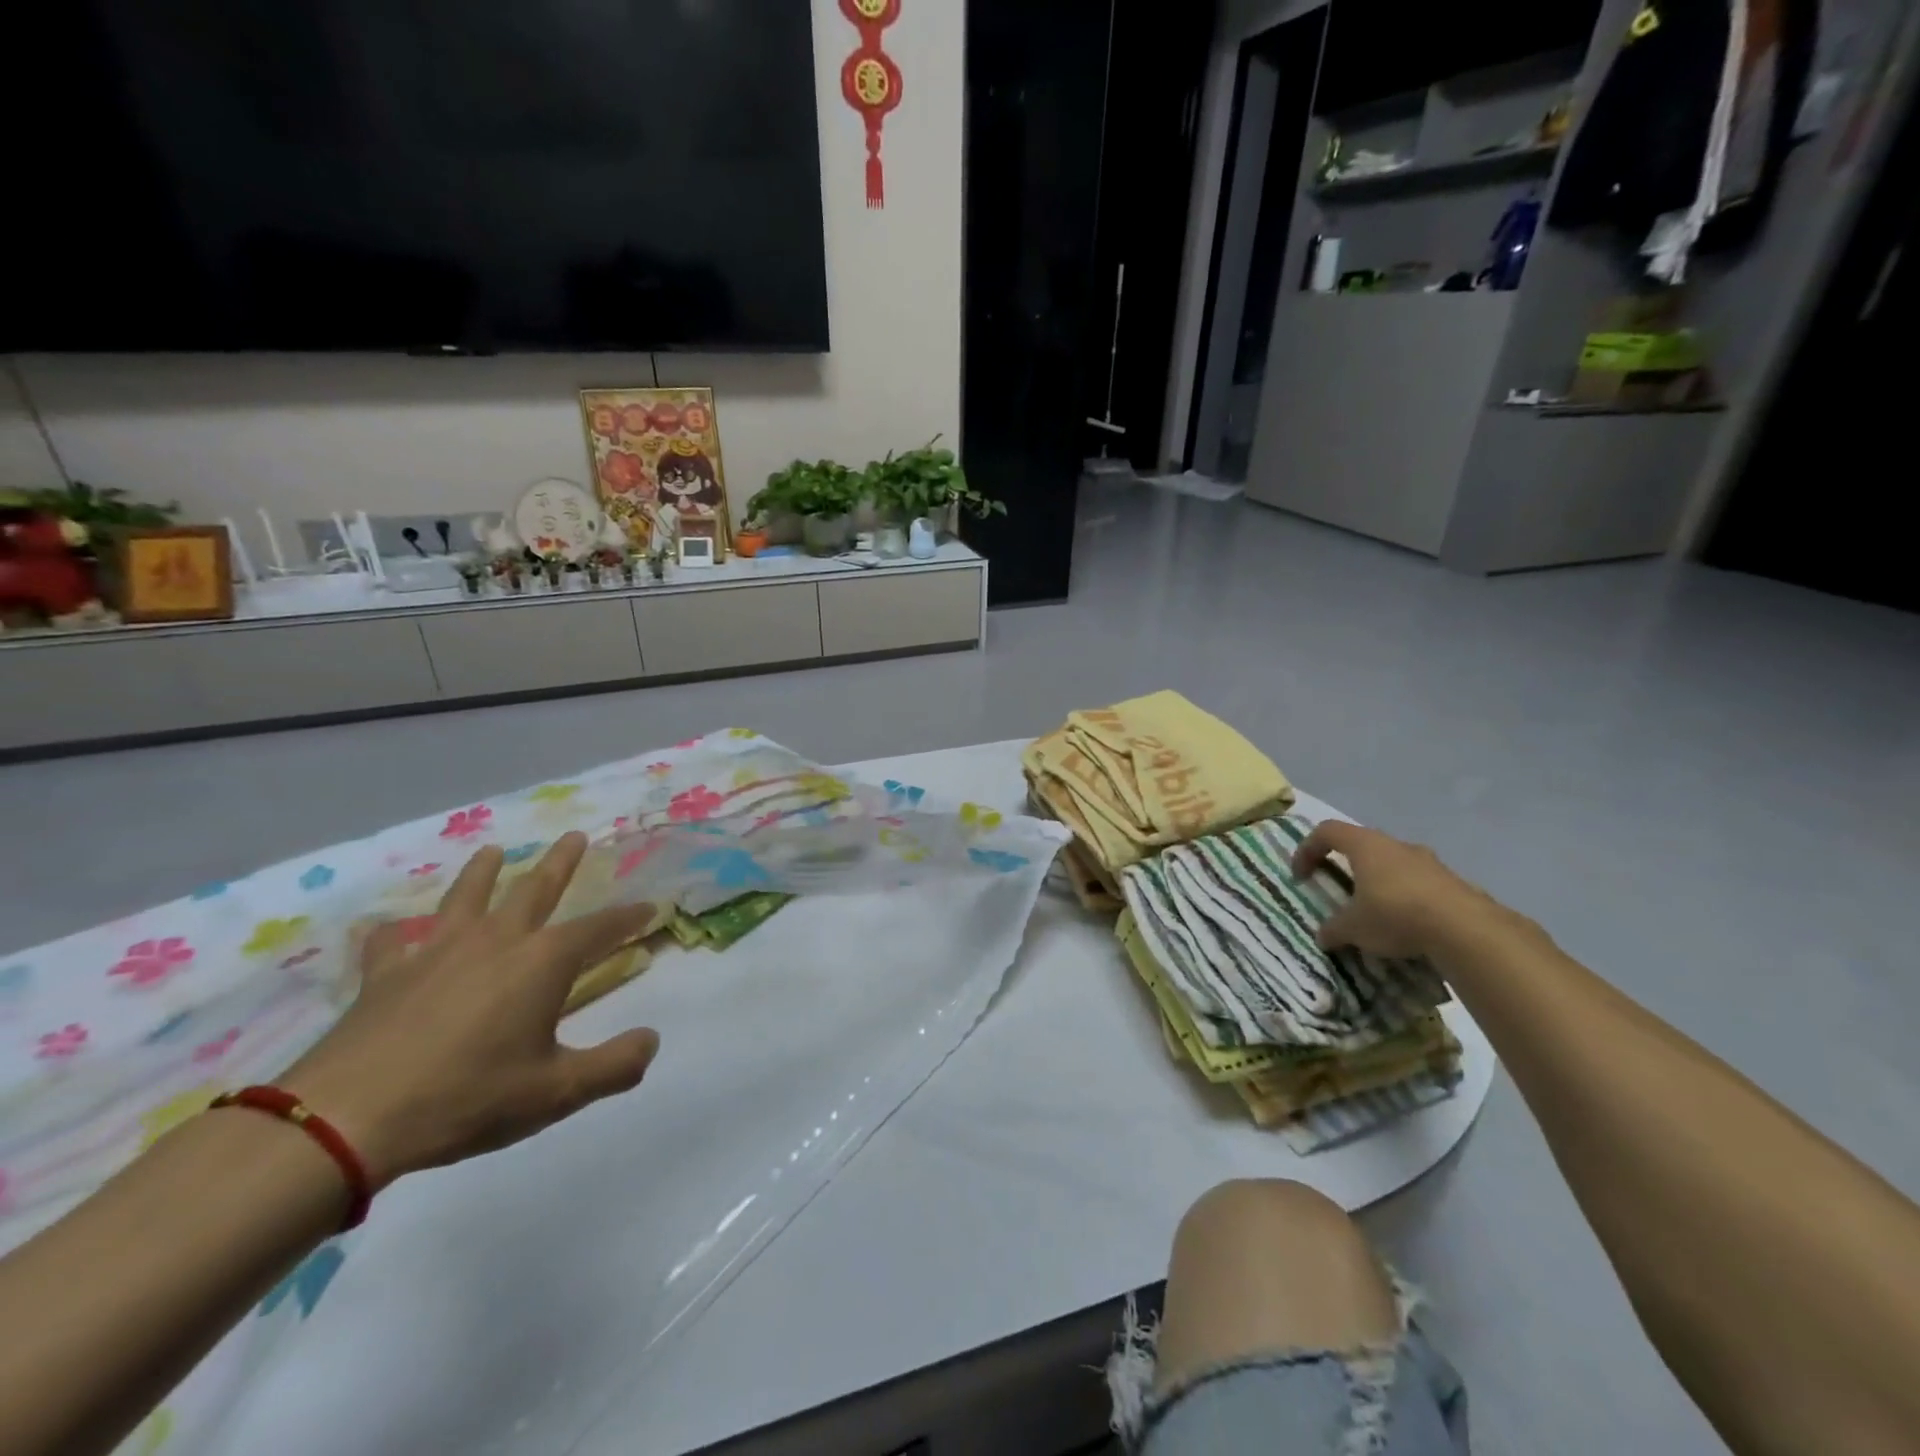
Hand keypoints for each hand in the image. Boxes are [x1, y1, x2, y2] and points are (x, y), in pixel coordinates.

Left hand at [282, 833, 659, 1190]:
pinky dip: (392, 933)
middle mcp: (496, 941)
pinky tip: (389, 929)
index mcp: (543, 962)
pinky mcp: (385, 975)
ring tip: (493, 851)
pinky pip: (390, 943)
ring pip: (466, 897)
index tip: (650, 906)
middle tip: (575, 835)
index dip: (629, 917)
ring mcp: (436, 952)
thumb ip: (615, 1065)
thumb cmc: (467, 1097)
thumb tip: (651, 1040)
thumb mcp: (557, 1093)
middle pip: (535, 889)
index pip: (600, 928)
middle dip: (560, 862)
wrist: (346, 1119)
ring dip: (483, 872)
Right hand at [1291, 820, 1516, 959]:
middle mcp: (1396, 845)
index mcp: (1365, 846)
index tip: (1301, 875)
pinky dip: (1407, 897)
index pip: (1326, 832)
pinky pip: (1420, 883)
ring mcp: (1429, 861)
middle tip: (1340, 889)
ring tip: (1376, 911)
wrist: (1467, 930)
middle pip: (1362, 844)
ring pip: (1394, 863)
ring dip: (1379, 881)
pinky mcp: (1453, 881)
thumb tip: (1323, 937)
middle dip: (1347, 865)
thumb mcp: (1354, 928)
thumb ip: (1334, 930)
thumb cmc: (1396, 915)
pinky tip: (1408, 925)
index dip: (1307, 849)